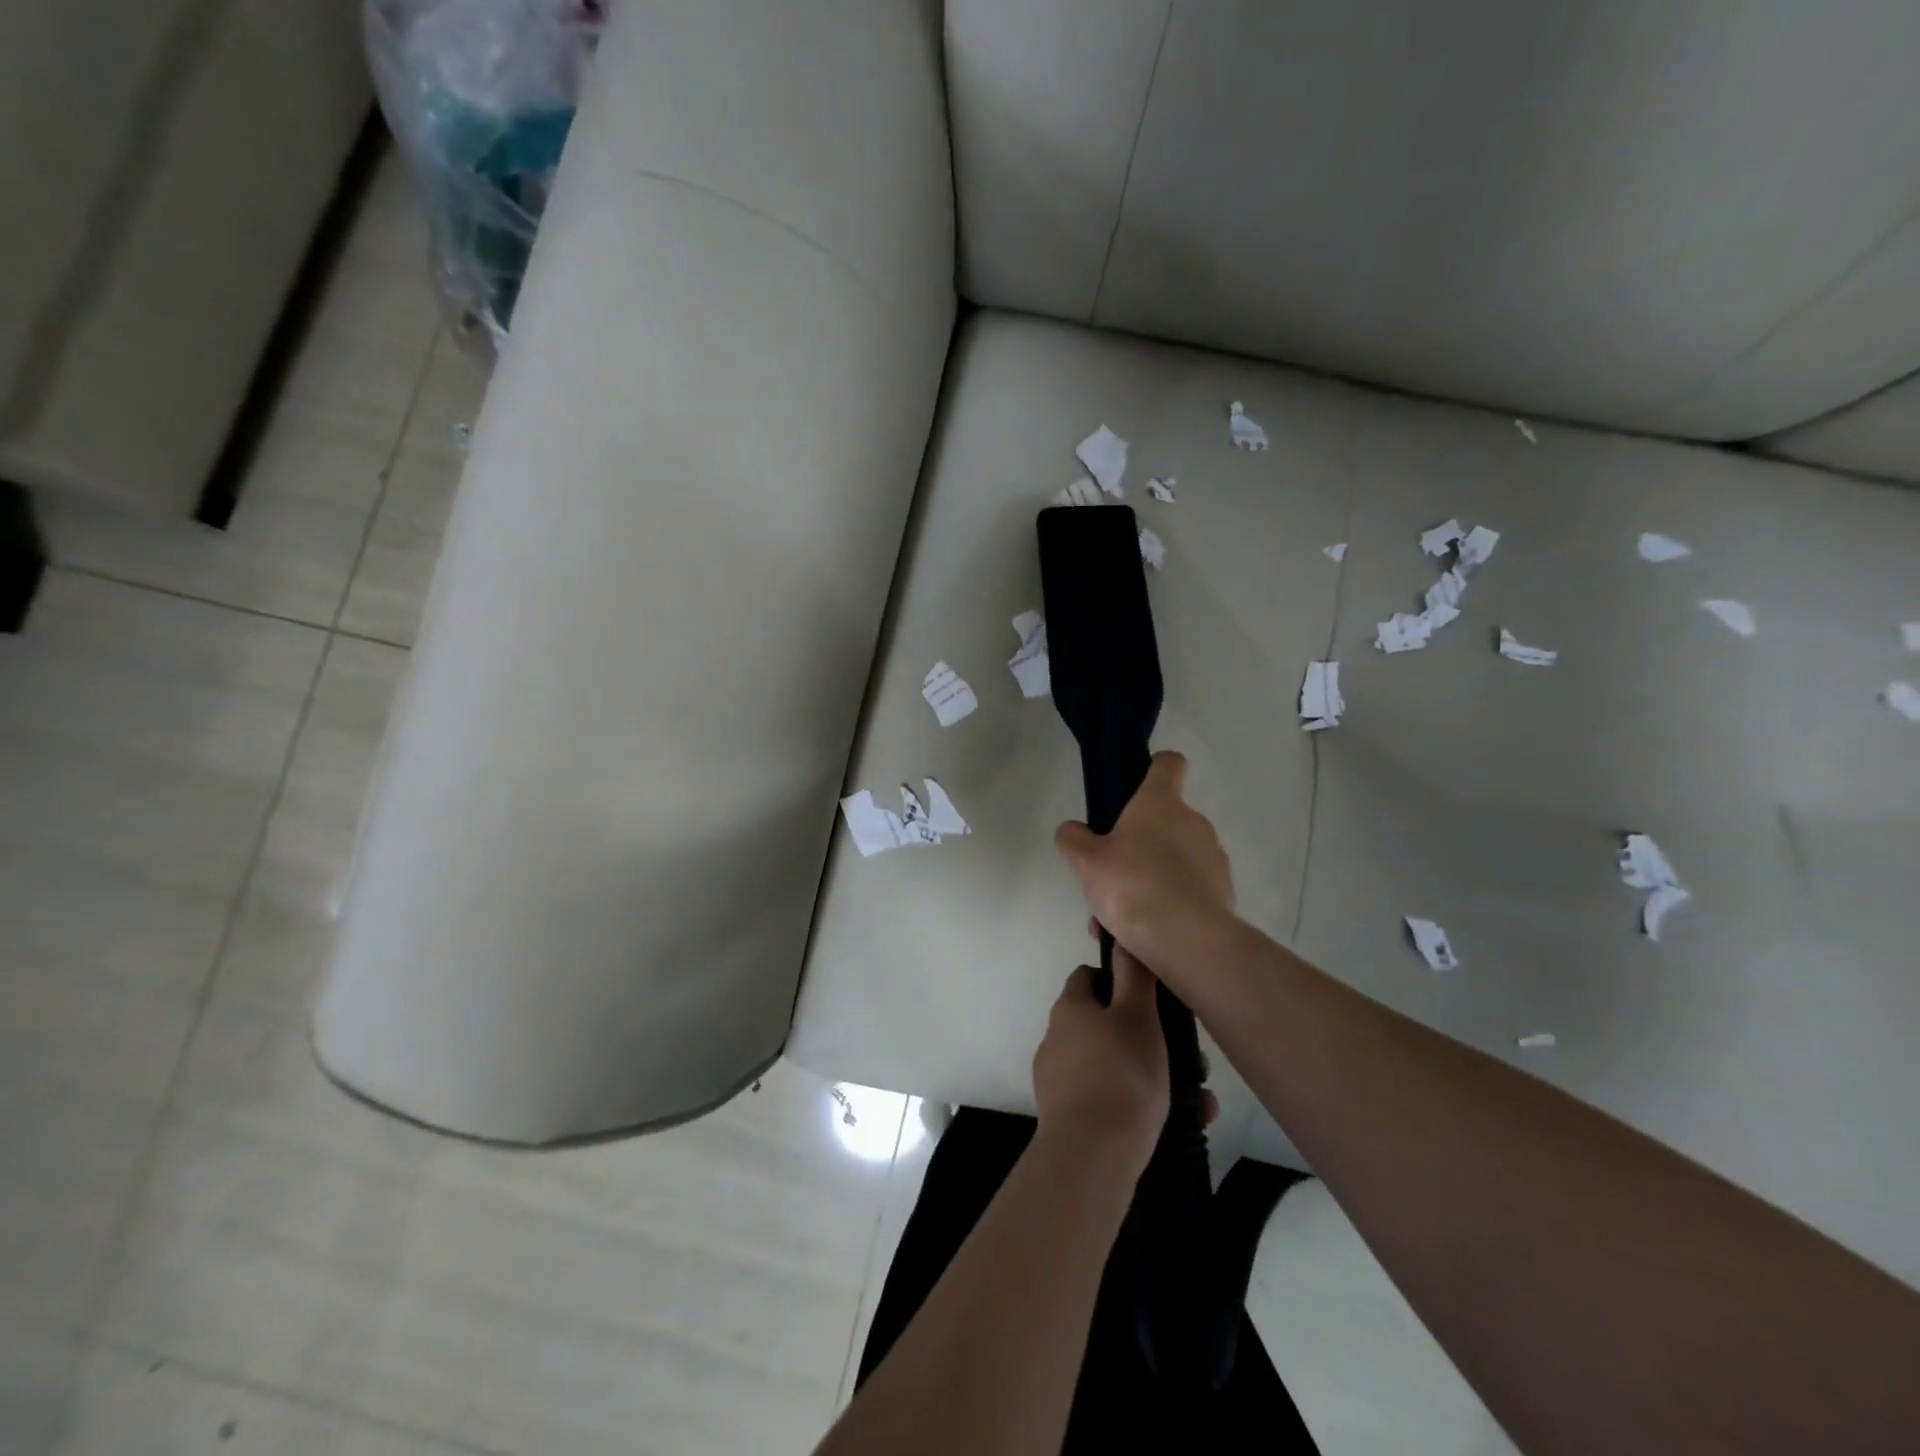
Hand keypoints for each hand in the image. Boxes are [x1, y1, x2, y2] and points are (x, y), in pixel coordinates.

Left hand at [1031, 949, 1168, 1177]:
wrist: (1091, 1155)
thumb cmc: (1121, 1074)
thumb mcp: (1138, 1016)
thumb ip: (1133, 976)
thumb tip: (1124, 938)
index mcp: (1070, 1008)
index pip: (1089, 978)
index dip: (1119, 982)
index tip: (1152, 999)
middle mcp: (1057, 1038)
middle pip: (1104, 1024)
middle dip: (1146, 1036)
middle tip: (1186, 1056)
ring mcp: (1058, 1079)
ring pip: (1113, 1065)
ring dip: (1152, 1075)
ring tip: (1197, 1098)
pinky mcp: (1067, 1116)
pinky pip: (1110, 1099)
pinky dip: (1141, 1105)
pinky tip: (1183, 1122)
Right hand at [1054, 752, 1235, 979]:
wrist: (1187, 940)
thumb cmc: (1131, 886)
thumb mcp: (1085, 862)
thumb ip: (1074, 839)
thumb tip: (1073, 830)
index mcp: (1160, 802)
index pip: (1168, 763)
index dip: (1153, 767)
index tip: (1134, 787)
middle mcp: (1193, 821)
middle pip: (1165, 819)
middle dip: (1139, 842)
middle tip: (1111, 873)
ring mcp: (1213, 856)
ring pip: (1174, 859)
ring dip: (1150, 877)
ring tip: (1120, 916)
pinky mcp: (1223, 891)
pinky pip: (1188, 889)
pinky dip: (1168, 903)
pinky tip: (1144, 932)